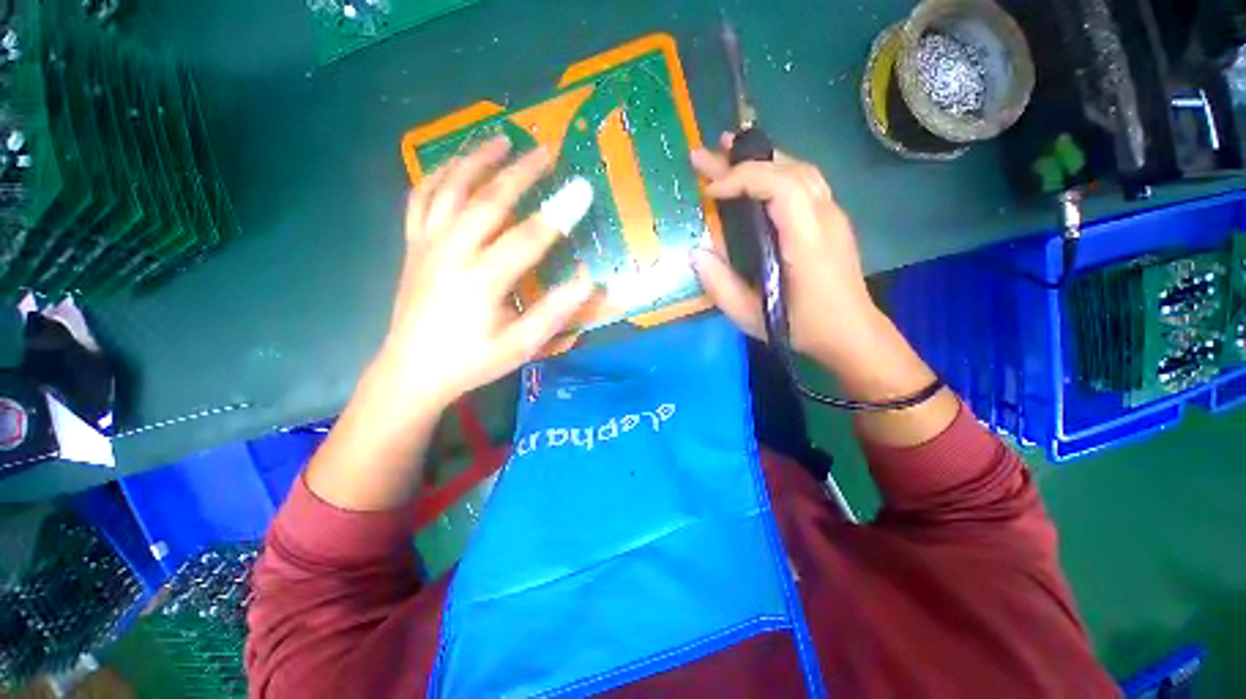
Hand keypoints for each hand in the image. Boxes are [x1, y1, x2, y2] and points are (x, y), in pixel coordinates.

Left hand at [371, 136, 595, 422]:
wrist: (412, 371)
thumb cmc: (471, 361)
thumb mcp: (520, 347)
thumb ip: (554, 313)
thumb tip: (586, 280)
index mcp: (481, 281)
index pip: (527, 238)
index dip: (558, 213)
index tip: (582, 188)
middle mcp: (451, 253)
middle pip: (488, 201)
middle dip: (520, 173)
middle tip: (545, 150)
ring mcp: (427, 245)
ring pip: (449, 189)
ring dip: (475, 160)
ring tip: (499, 140)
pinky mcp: (412, 246)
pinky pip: (420, 199)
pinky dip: (438, 175)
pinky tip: (454, 165)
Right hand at [690, 133, 882, 371]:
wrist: (852, 334)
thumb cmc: (802, 328)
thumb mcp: (752, 317)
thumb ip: (721, 286)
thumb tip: (696, 253)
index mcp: (808, 242)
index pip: (780, 187)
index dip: (742, 179)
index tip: (710, 192)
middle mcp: (826, 218)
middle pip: (789, 170)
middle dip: (744, 159)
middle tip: (706, 154)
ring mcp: (833, 215)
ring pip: (800, 169)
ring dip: (762, 158)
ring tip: (728, 150)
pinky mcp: (831, 220)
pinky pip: (805, 182)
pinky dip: (776, 171)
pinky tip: (756, 175)